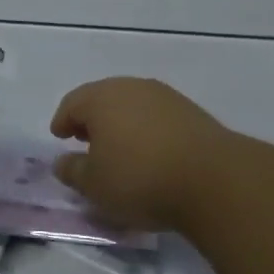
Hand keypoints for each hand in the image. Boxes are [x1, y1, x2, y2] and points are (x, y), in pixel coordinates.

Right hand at [50, 77, 238, 233]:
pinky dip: (146, 130)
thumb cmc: (140, 179)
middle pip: (103, 98)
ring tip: (118, 149)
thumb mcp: (94, 185)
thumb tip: (62, 161)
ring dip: (121, 123)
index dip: (62, 121)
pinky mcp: (192, 113)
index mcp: (102, 98)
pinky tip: (149, 152)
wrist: (213, 180)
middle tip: (85, 140)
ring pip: (133, 105)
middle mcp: (132, 88)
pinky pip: (157, 117)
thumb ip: (73, 171)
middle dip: (91, 118)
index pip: (72, 104)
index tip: (59, 136)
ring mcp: (166, 97)